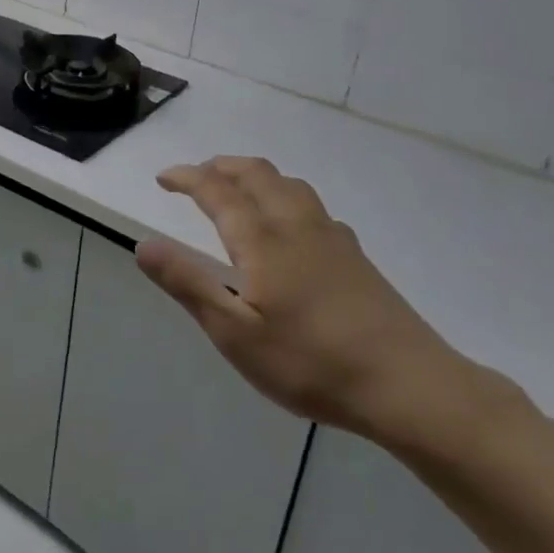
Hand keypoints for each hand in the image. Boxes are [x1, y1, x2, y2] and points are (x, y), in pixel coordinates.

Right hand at [137, 157, 479, 443]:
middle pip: (256, 174)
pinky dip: (284, 195)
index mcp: (262, 239)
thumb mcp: (236, 335)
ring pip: (288, 183)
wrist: (409, 385)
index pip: (217, 190)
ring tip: (237, 188)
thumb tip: (144, 244)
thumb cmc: (312, 362)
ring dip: (254, 175)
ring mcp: (331, 237)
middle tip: (196, 176)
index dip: (187, 177)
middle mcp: (295, 225)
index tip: (164, 177)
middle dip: (221, 166)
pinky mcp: (355, 255)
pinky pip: (310, 204)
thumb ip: (189, 284)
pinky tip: (289, 225)